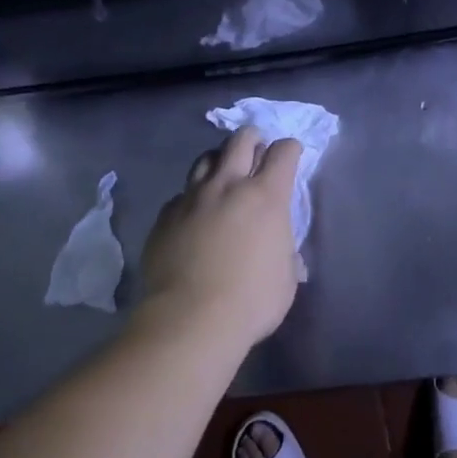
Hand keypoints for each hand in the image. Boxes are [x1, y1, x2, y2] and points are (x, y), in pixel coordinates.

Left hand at [140, 128, 302, 350]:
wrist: (190, 319)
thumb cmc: (251, 301)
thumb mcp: (285, 280)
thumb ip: (286, 256)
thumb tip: (286, 256)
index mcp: (266, 196)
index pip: (283, 152)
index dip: (290, 149)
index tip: (291, 154)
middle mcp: (228, 185)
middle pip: (240, 140)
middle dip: (252, 138)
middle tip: (256, 148)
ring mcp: (192, 197)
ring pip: (206, 159)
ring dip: (219, 160)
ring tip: (223, 173)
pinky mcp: (166, 215)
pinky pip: (181, 194)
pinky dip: (193, 197)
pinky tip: (194, 213)